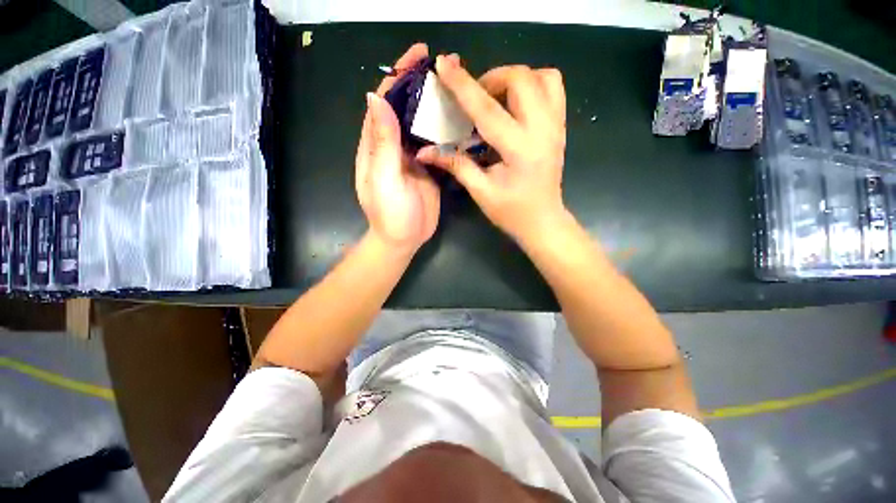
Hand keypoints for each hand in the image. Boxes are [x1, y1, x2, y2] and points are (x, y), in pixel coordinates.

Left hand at [356, 43, 439, 255]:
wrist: (404, 240)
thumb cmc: (390, 213)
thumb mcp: (384, 178)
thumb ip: (382, 142)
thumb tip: (376, 97)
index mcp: (377, 145)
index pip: (385, 102)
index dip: (399, 76)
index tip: (418, 55)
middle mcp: (394, 146)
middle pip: (406, 108)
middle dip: (422, 86)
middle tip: (447, 68)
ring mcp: (413, 157)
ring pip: (423, 125)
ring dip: (437, 106)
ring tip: (459, 89)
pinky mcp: (428, 169)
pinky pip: (436, 145)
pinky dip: (446, 131)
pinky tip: (462, 122)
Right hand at [417, 55, 566, 244]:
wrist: (543, 221)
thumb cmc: (511, 212)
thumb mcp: (480, 191)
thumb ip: (455, 164)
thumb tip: (425, 151)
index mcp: (519, 150)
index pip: (486, 109)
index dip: (462, 85)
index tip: (443, 64)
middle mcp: (542, 130)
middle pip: (521, 79)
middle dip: (492, 78)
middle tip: (476, 98)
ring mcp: (556, 126)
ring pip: (543, 76)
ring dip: (515, 78)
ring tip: (498, 98)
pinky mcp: (561, 127)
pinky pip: (554, 88)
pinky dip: (534, 84)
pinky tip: (517, 104)